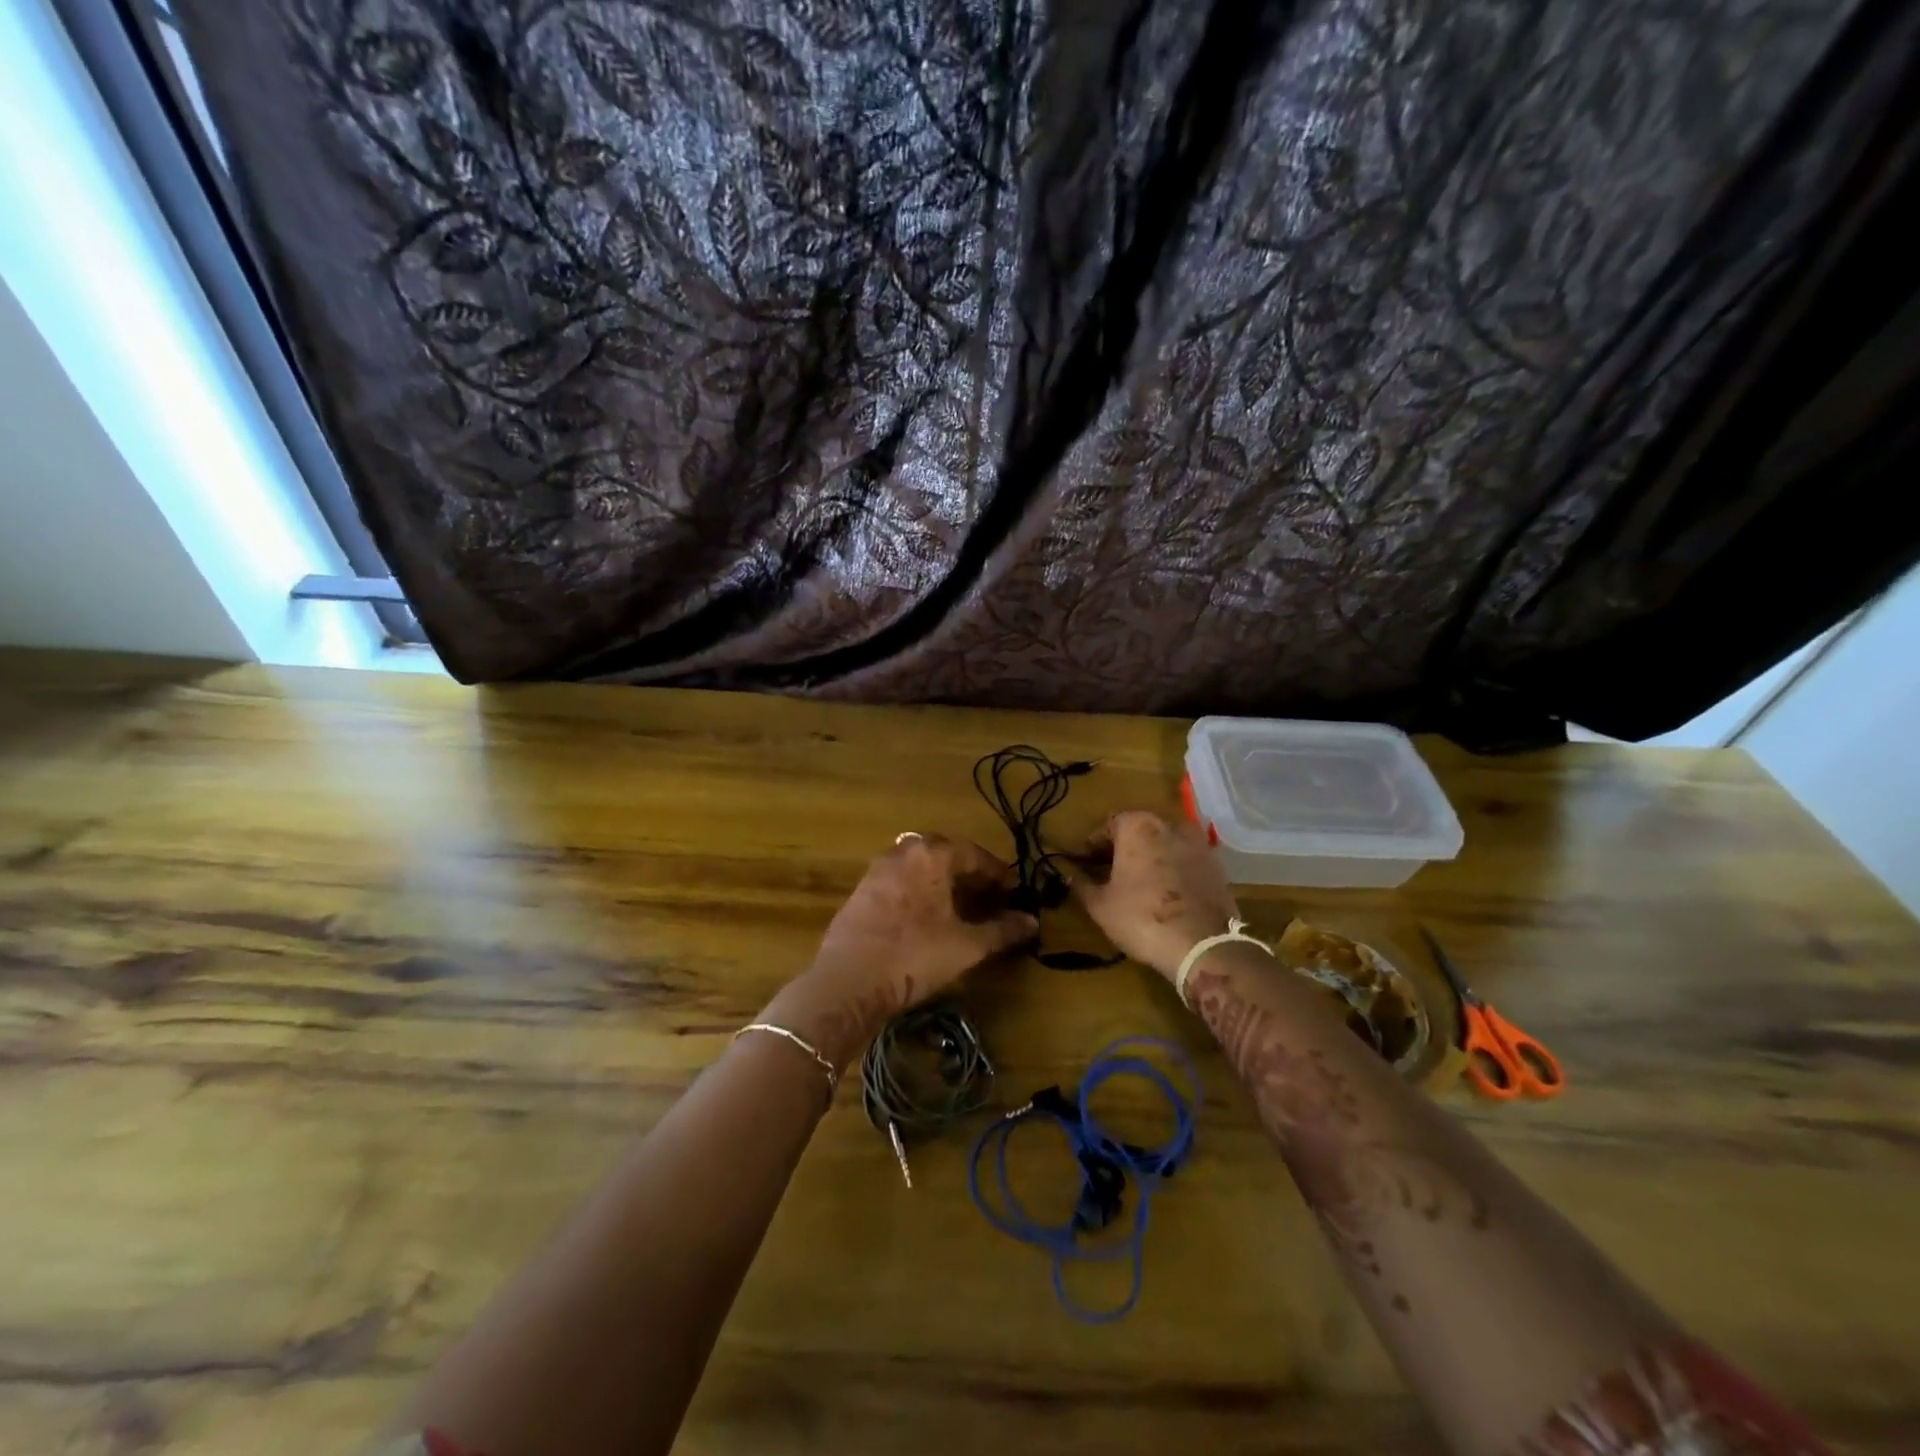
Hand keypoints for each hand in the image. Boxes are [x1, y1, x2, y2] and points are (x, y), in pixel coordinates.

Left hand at [767, 834, 1036, 1070]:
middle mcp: (903, 852)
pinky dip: (918, 890)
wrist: (848, 982)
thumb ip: (1002, 930)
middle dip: (968, 872)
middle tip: (987, 896)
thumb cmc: (915, 956)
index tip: (1014, 890)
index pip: (974, 854)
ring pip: (918, 865)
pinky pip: (899, 880)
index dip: (998, 873)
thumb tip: (1032, 921)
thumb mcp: (967, 946)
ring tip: (958, 906)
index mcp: (931, 855)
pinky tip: (924, 917)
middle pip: (944, 853)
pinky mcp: (860, 891)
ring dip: (940, 879)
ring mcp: (877, 870)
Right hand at [1069, 810, 1238, 979]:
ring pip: (1164, 842)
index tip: (1086, 863)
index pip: (1108, 825)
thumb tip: (1068, 875)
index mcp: (1137, 825)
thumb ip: (1080, 884)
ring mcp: (1198, 842)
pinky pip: (1186, 859)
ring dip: (1150, 856)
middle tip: (1110, 871)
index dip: (1094, 845)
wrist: (1202, 944)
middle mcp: (1169, 823)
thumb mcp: (1100, 905)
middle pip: (1139, 829)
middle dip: (1123, 847)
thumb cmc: (1141, 918)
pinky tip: (1166, 892)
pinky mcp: (1217, 864)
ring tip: (1139, 882)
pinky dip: (1174, 868)